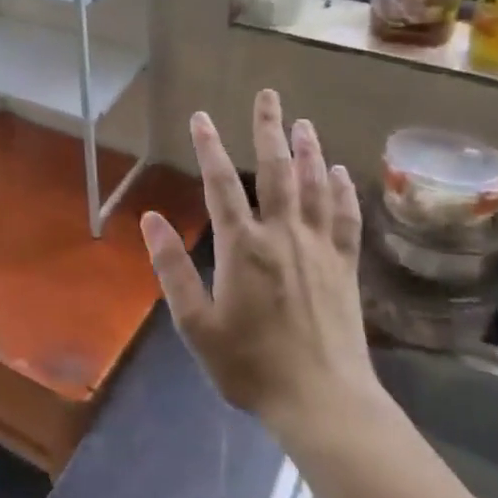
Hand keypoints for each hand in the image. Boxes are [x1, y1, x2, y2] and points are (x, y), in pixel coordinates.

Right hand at [139, 89, 374, 438]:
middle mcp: (283, 235)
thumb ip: (172, 268)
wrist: (322, 401)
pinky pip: (346, 218)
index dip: (210, 147)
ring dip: (309, 150)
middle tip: (269, 95)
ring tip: (303, 123)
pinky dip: (342, 191)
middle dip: (269, 129)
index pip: (222, 184)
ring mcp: (319, 249)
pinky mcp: (345, 267)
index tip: (202, 117)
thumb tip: (151, 218)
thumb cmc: (250, 365)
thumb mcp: (196, 324)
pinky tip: (340, 172)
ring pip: (315, 186)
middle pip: (277, 170)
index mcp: (243, 247)